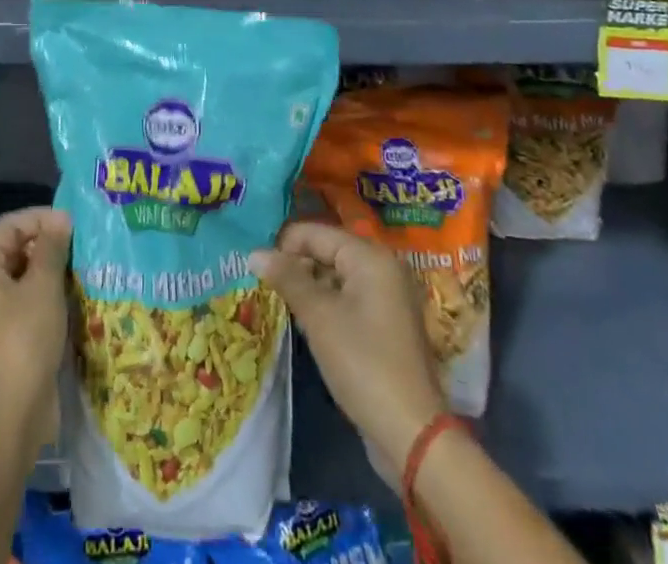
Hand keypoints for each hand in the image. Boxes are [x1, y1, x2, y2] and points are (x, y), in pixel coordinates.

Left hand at [0, 207, 71, 441]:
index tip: (72, 224)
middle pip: (9, 249)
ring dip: (43, 272)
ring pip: (14, 278)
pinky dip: (37, 297)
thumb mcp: (44, 286)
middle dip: (44, 245)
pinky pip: (15, 304)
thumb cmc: (24, 338)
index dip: (41, 218)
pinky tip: (63, 301)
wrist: (8, 415)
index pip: (9, 225)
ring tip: (74, 271)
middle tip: (76, 247)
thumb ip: (52, 247)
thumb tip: (60, 218)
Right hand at [248, 222, 442, 465]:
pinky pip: (349, 300)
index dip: (285, 245)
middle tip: (266, 285)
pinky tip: (307, 324)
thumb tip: (255, 253)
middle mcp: (383, 268)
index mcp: (371, 257)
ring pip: (337, 277)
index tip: (257, 265)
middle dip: (297, 266)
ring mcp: (388, 298)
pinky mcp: (387, 325)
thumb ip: (287, 278)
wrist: (411, 434)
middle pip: (328, 252)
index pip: (317, 233)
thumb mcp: (318, 316)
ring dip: (309, 287)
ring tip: (282, 303)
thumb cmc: (362, 362)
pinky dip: (327, 305)